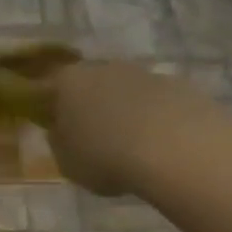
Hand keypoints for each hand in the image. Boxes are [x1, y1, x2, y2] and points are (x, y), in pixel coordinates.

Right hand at [24, 60, 231, 196]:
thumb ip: (59, 143)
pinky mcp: (180, 85)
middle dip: (93, 107)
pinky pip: (158, 103)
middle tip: (97, 138)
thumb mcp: (68, 163)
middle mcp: (104, 68)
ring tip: (133, 146)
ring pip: (127, 92)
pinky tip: (161, 145)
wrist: (176, 149)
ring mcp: (144, 73)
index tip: (60, 130)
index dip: (54, 109)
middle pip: (92, 85)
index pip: (52, 88)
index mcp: (69, 82)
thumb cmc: (107, 157)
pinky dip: (156, 118)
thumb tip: (61, 131)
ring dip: (126, 112)